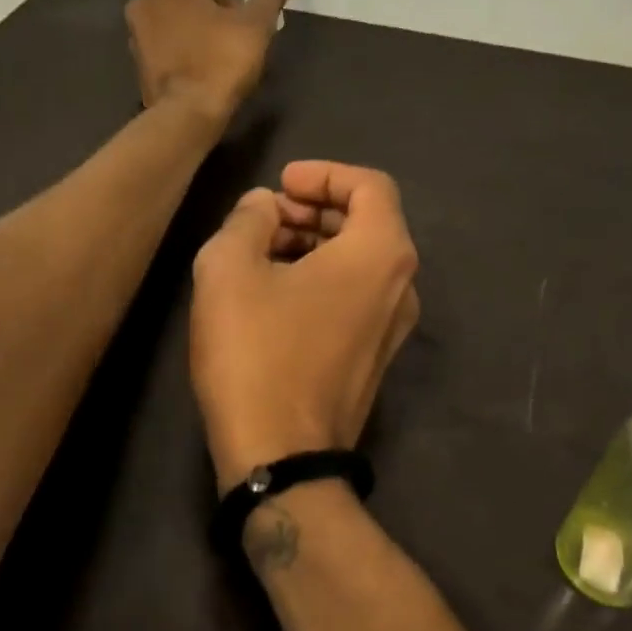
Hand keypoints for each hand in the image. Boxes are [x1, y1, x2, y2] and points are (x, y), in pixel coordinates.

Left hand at [126, 0, 295, 125]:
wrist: (185, 115)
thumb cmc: (220, 60)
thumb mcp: (255, 24)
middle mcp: (145, 0)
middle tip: (236, 6)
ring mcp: (137, 34)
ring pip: (168, 12)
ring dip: (195, 14)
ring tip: (224, 32)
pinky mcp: (140, 63)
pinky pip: (163, 38)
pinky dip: (183, 37)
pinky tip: (205, 55)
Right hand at [190, 161, 420, 491]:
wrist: (281, 456)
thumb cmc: (256, 354)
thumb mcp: (229, 270)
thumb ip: (248, 219)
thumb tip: (264, 207)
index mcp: (380, 254)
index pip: (369, 185)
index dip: (323, 173)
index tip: (281, 184)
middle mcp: (402, 285)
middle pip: (368, 222)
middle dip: (315, 208)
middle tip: (266, 216)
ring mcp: (394, 327)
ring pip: (360, 261)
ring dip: (316, 243)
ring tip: (262, 250)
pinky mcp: (376, 357)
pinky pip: (356, 296)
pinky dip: (323, 277)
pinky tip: (276, 291)